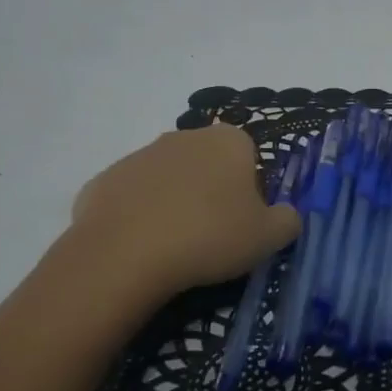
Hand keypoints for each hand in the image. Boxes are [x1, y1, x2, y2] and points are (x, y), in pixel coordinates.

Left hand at [65, 124, 299, 301]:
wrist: (125, 253)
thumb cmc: (210, 236)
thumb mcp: (268, 237)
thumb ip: (287, 221)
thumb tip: (286, 216)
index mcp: (228, 141)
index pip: (249, 157)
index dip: (251, 190)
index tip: (244, 222)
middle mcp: (184, 136)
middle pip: (207, 163)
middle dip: (212, 191)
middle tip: (213, 234)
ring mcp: (140, 155)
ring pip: (169, 179)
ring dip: (175, 202)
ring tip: (175, 246)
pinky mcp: (104, 179)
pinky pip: (133, 198)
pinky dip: (139, 217)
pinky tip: (141, 247)